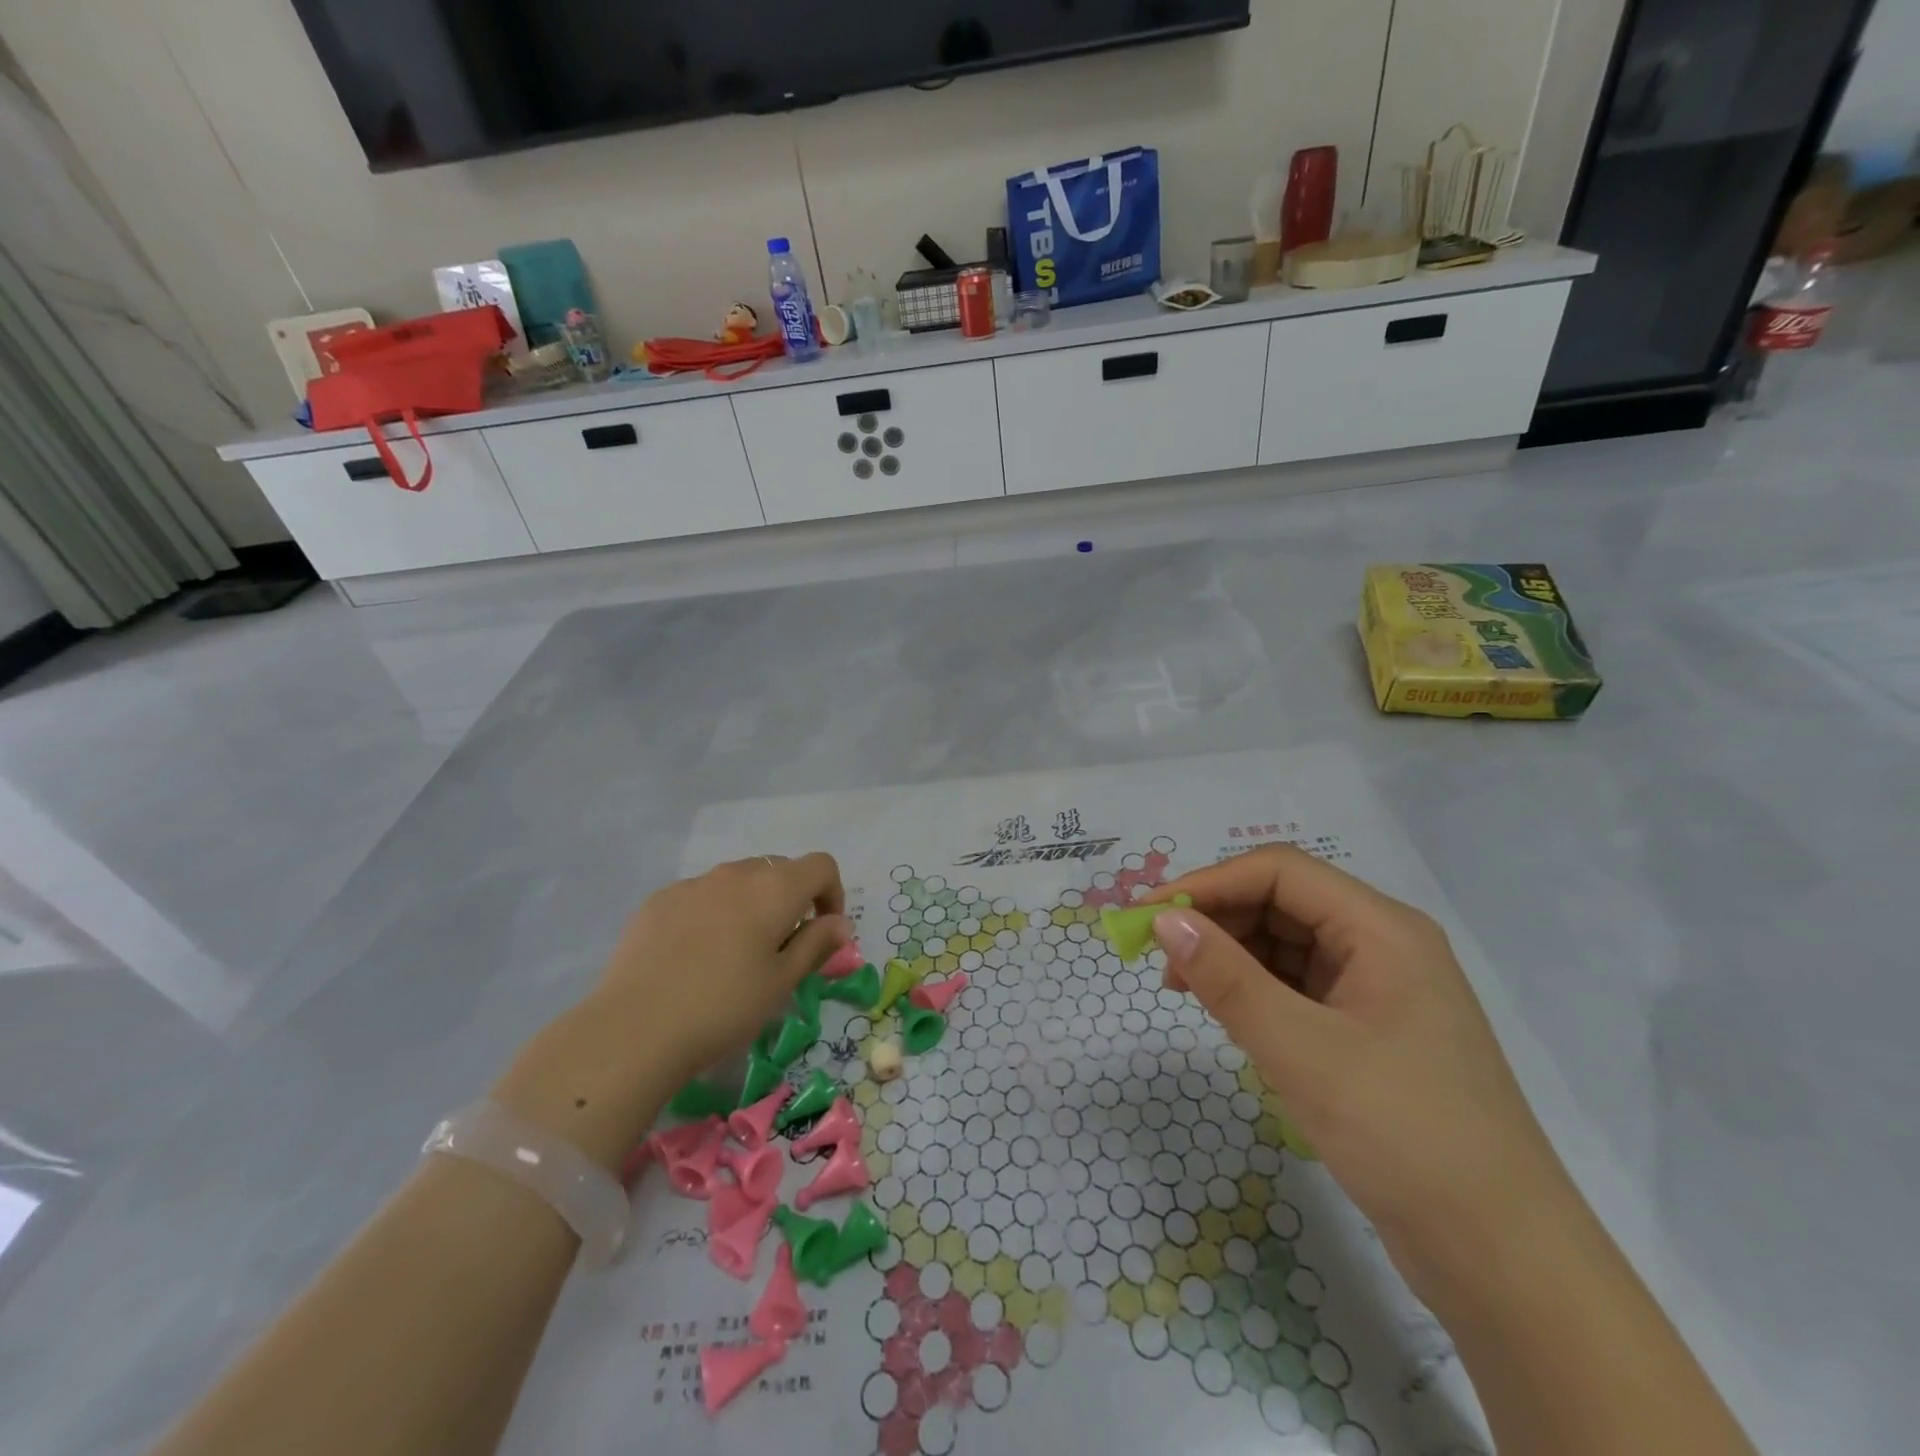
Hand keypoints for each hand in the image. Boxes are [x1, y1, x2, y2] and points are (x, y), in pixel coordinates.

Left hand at [594, 852, 851, 1086]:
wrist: (634, 1028)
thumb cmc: (724, 1007)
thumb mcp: (782, 983)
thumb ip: (816, 945)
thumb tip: (839, 924)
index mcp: (775, 889)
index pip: (821, 866)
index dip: (832, 894)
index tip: (823, 931)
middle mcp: (736, 873)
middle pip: (779, 869)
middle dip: (792, 899)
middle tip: (783, 946)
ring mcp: (693, 884)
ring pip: (738, 880)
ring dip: (752, 903)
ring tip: (736, 952)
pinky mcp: (659, 900)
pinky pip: (701, 894)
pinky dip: (713, 912)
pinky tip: (695, 955)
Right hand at [1146, 846, 1575, 1301]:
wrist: (1503, 1261)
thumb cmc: (1404, 1135)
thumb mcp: (1301, 1050)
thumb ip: (1226, 977)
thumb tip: (1163, 921)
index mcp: (1382, 929)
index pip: (1279, 872)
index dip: (1208, 882)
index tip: (1148, 914)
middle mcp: (1383, 945)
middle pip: (1282, 903)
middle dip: (1217, 920)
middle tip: (1159, 957)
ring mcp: (1379, 990)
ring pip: (1288, 945)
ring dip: (1232, 956)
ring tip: (1183, 989)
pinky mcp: (1371, 1032)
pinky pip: (1299, 987)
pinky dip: (1256, 991)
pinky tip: (1229, 1016)